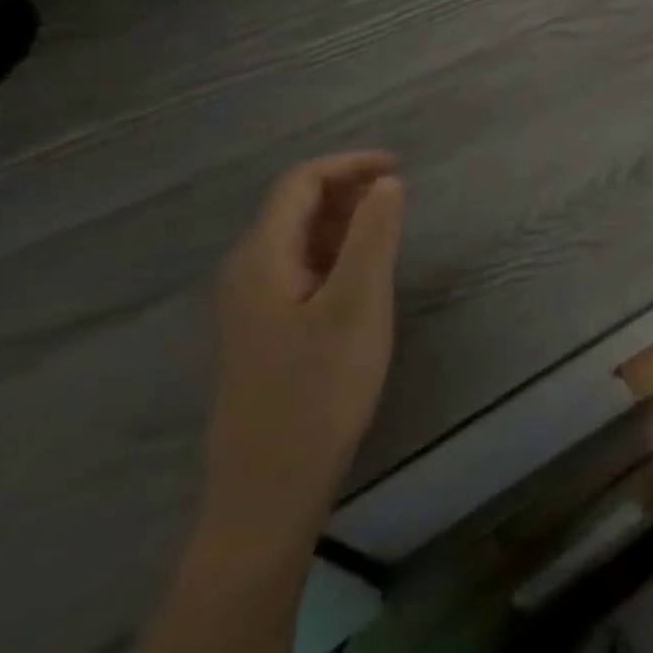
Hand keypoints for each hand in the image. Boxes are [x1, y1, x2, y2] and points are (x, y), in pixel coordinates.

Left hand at [203, 151, 406, 543]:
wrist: (271, 487)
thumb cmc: (319, 389)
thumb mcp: (358, 304)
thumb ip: (374, 235)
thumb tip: (387, 182)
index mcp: (262, 258)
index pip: (301, 182)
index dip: (351, 165)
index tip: (401, 170)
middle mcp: (248, 272)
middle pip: (296, 205)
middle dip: (350, 189)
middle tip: (403, 198)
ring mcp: (253, 303)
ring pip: (300, 237)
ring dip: (346, 219)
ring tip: (393, 227)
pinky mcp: (266, 329)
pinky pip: (302, 267)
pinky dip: (337, 250)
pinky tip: (365, 271)